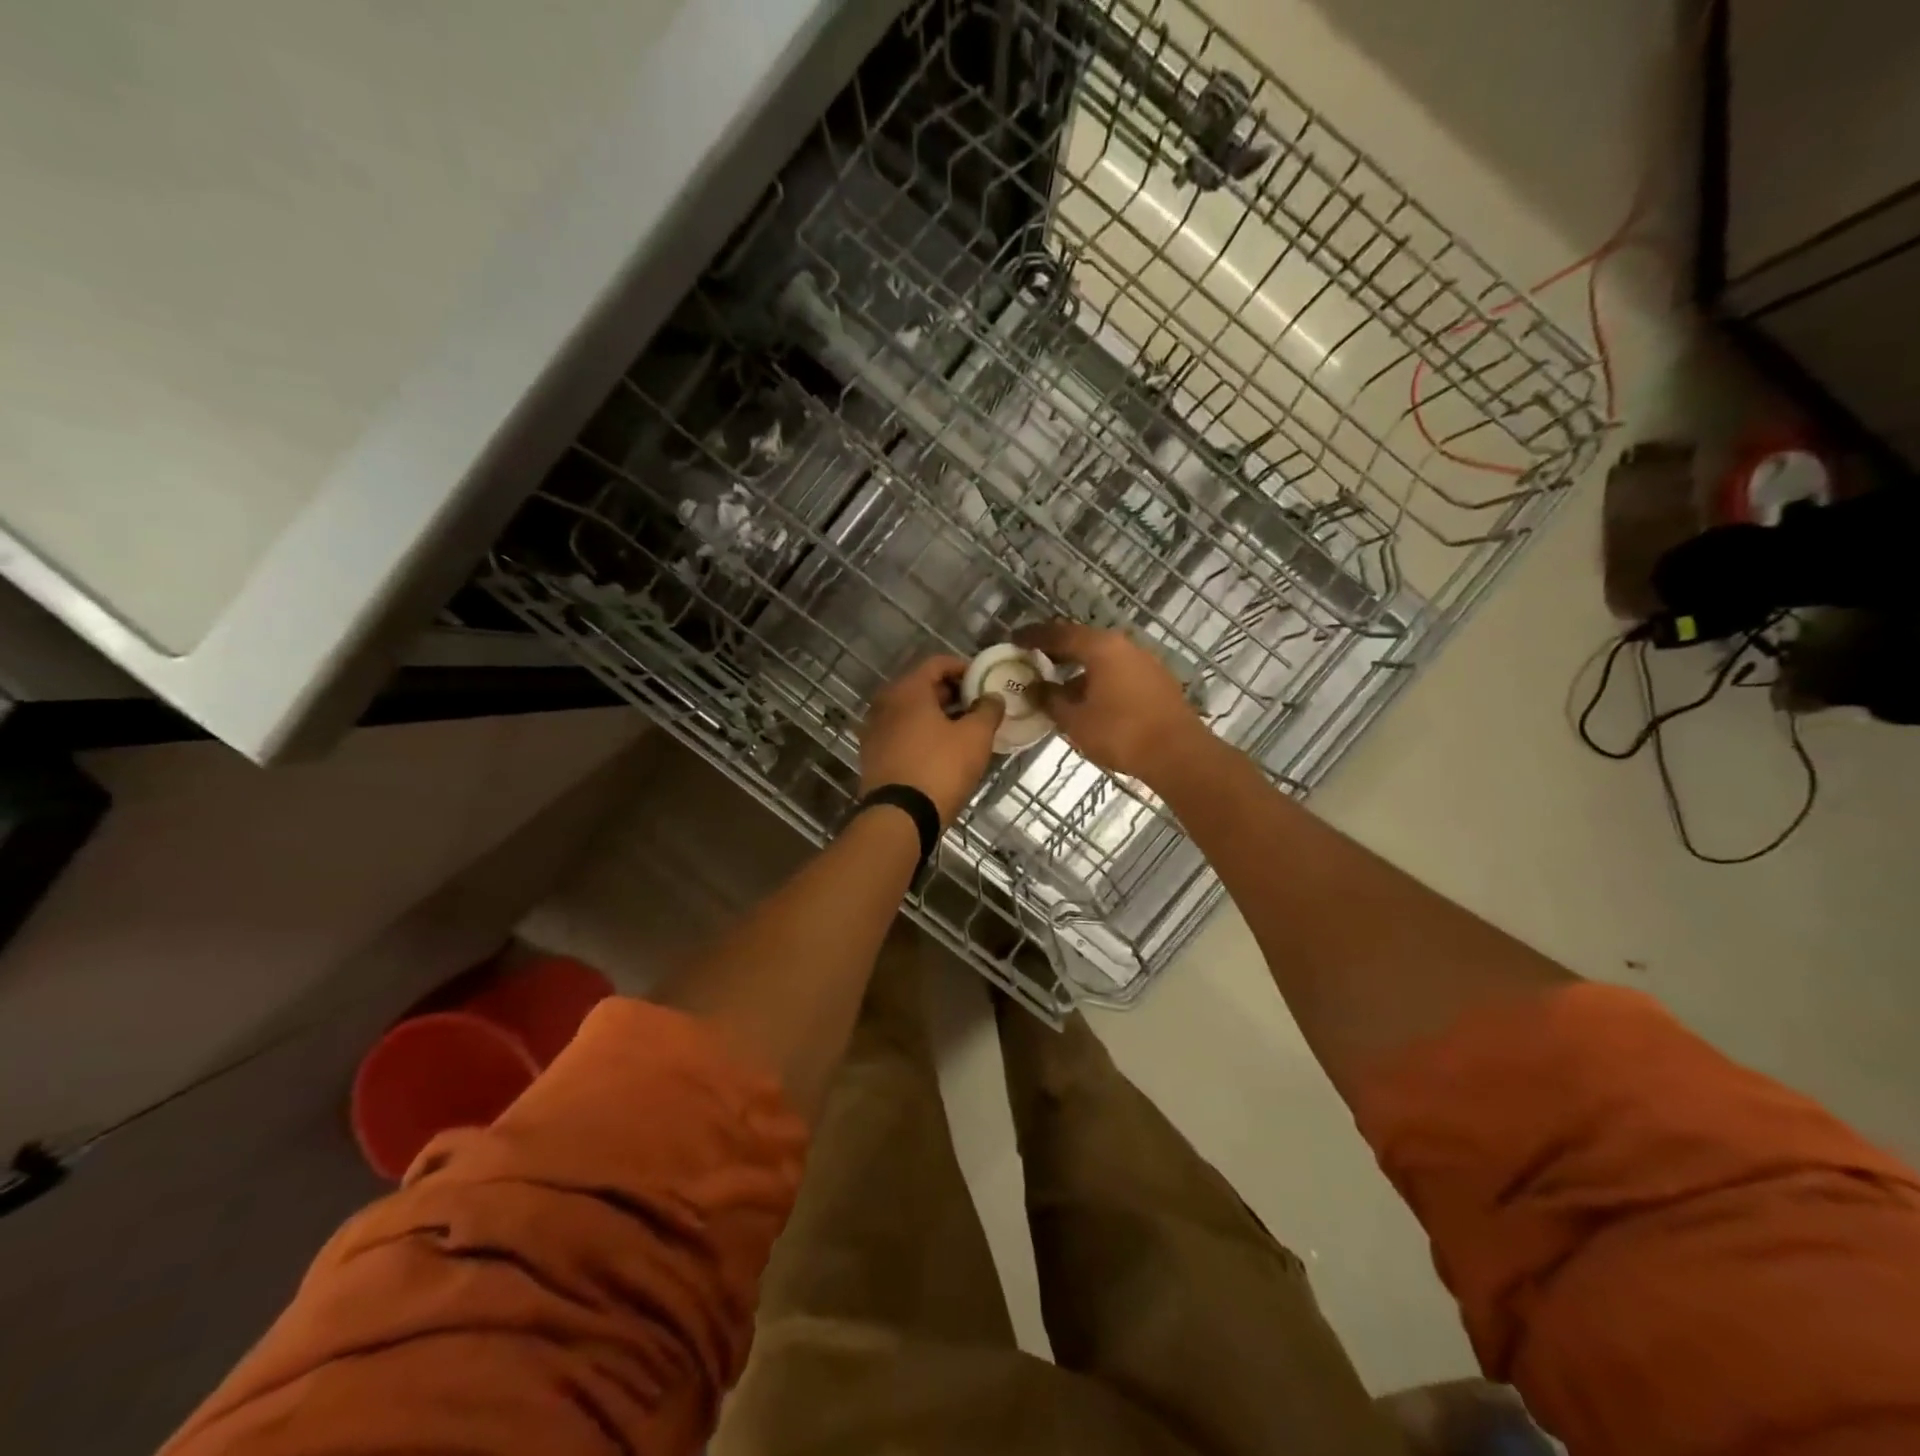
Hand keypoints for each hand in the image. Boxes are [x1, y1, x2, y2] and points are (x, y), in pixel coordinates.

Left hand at [859, 656, 1004, 825]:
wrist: (900, 817)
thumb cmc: (940, 768)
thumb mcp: (975, 737)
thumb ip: (988, 710)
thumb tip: (992, 697)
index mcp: (907, 690)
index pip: (937, 663)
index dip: (964, 668)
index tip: (984, 681)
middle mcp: (885, 704)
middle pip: (922, 687)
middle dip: (952, 694)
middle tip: (978, 706)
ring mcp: (874, 730)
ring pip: (911, 712)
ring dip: (937, 715)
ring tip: (965, 730)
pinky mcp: (872, 755)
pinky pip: (901, 733)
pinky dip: (921, 734)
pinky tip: (942, 750)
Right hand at [1013, 621, 1208, 782]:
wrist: (1177, 754)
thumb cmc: (1120, 733)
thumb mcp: (1075, 720)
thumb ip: (1051, 700)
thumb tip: (1035, 689)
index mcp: (1101, 647)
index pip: (1059, 634)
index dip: (1034, 637)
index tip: (1015, 639)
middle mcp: (1124, 646)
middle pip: (1083, 641)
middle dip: (1058, 650)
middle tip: (1034, 659)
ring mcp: (1145, 661)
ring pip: (1103, 657)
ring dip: (1079, 667)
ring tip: (1058, 683)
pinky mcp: (1157, 681)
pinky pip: (1119, 671)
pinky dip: (1098, 678)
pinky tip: (1089, 698)